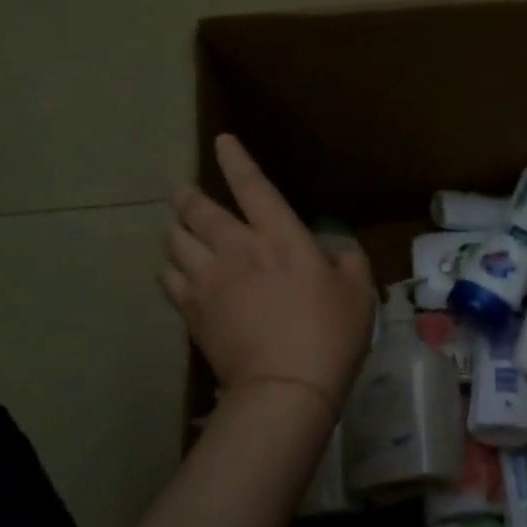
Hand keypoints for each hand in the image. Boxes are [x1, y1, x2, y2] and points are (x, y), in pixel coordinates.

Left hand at [161, 135, 374, 415]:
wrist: (285, 386)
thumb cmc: (330, 333)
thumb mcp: (358, 289)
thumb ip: (346, 258)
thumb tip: (331, 249)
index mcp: (280, 237)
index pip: (253, 186)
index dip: (236, 160)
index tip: (222, 141)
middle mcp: (237, 248)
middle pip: (199, 210)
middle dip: (189, 196)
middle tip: (185, 192)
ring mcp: (208, 279)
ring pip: (176, 241)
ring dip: (177, 229)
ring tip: (180, 229)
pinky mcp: (192, 310)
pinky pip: (169, 278)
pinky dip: (171, 268)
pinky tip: (177, 271)